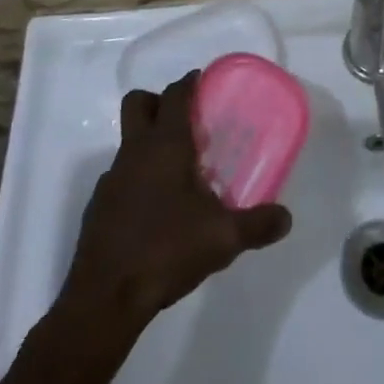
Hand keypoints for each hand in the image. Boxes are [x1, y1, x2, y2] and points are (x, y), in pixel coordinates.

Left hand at [62, 72, 292, 327]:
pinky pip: (120, 178)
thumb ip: (257, 224)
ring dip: (149, 145)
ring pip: (128, 142)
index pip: (175, 94)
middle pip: (138, 103)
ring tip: (178, 174)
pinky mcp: (98, 208)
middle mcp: (134, 152)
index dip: (189, 83)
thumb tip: (286, 218)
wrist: (104, 300)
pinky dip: (137, 181)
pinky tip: (155, 212)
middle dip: (158, 101)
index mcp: (165, 145)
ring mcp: (111, 179)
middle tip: (186, 120)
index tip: (204, 83)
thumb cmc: (166, 251)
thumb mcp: (223, 239)